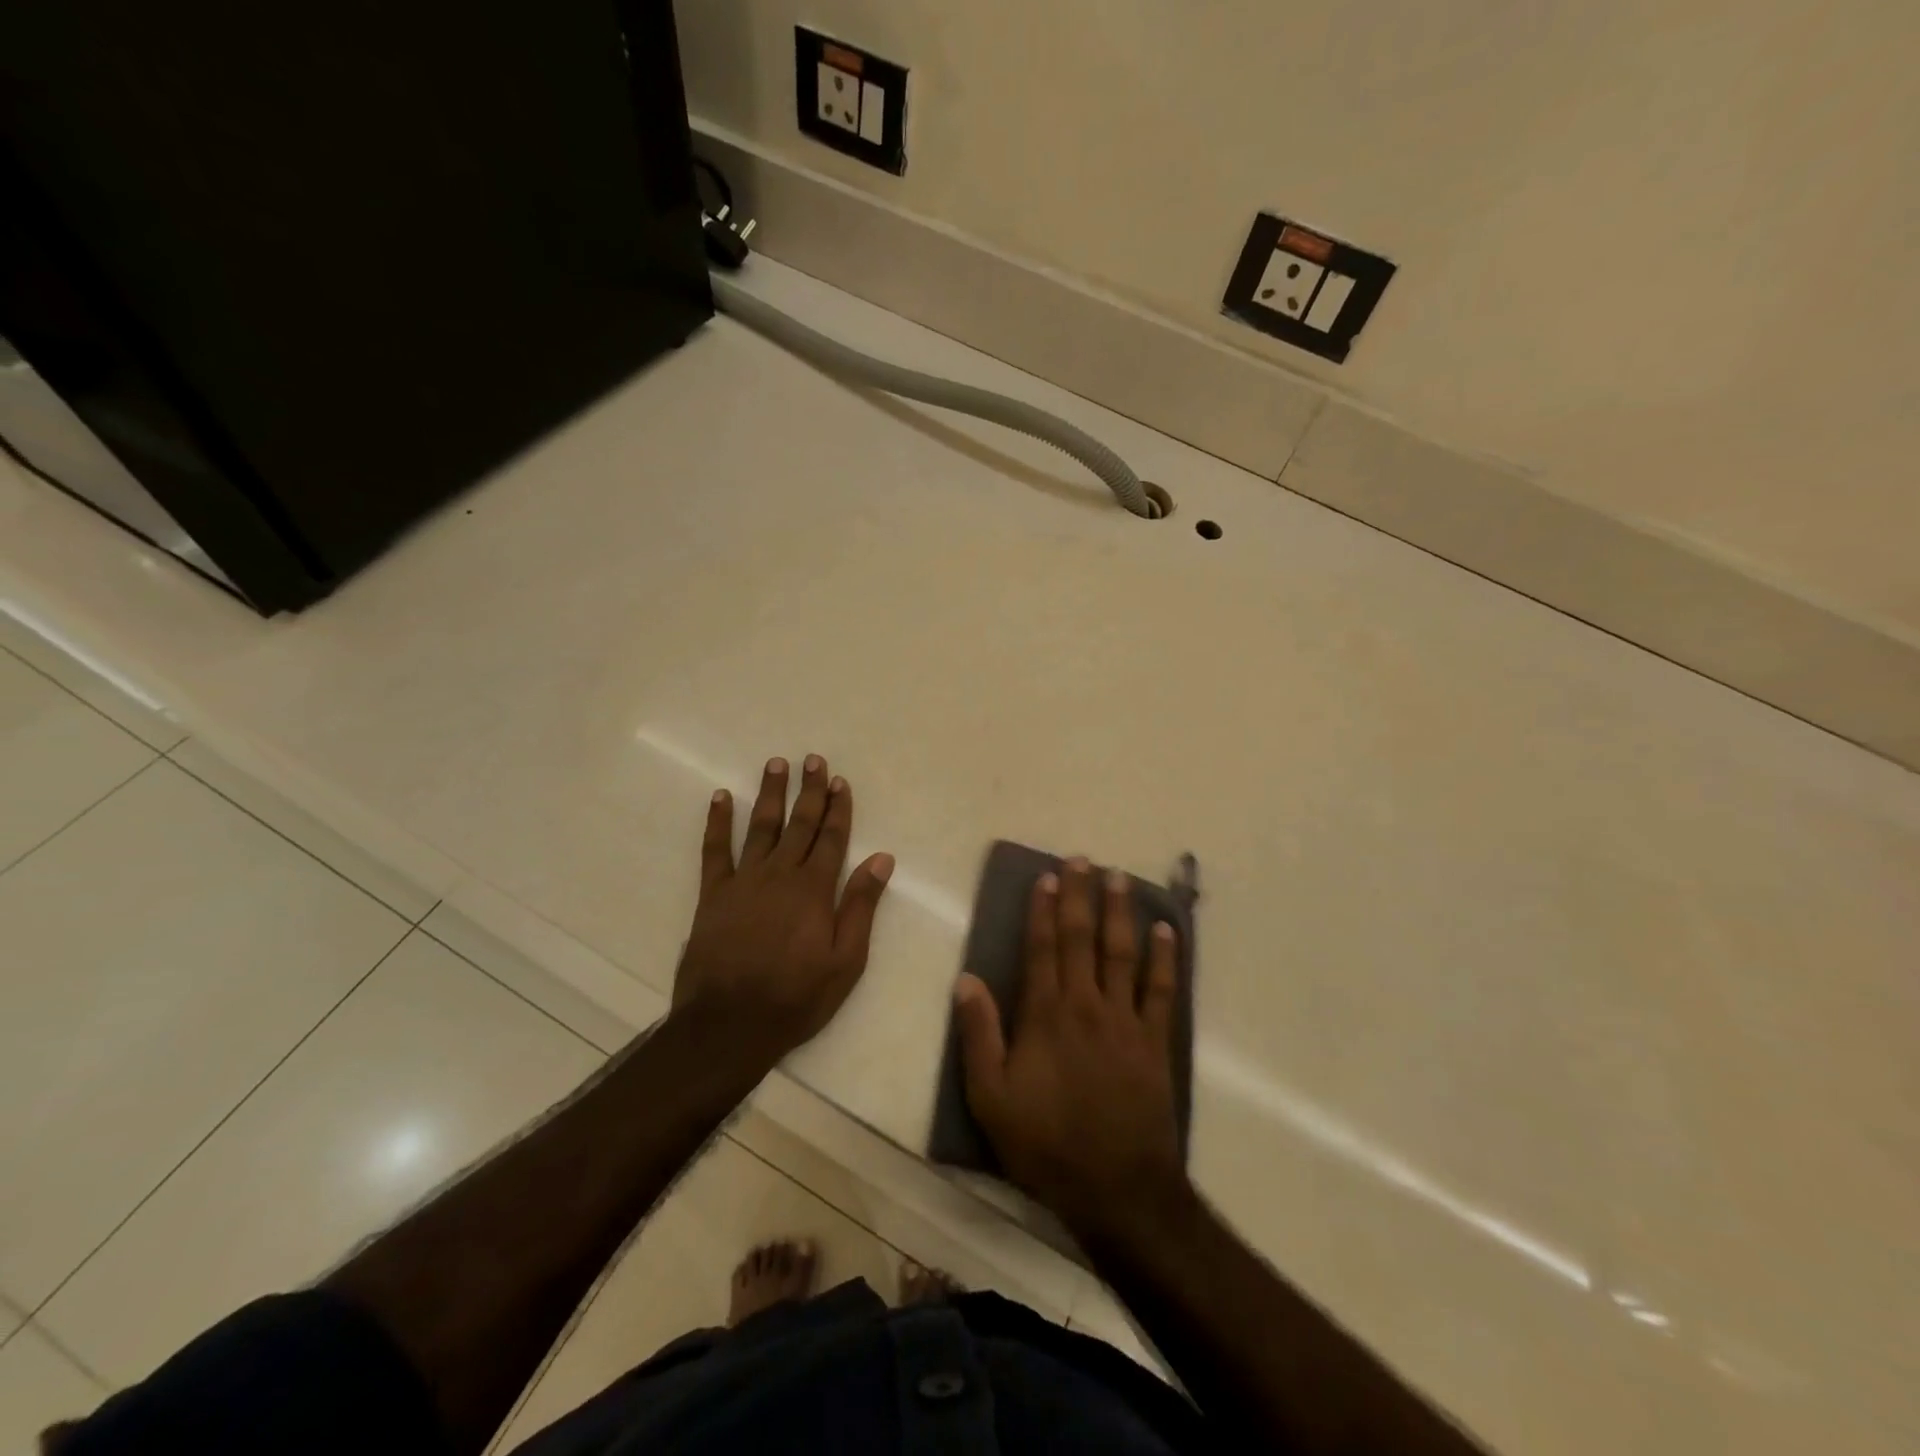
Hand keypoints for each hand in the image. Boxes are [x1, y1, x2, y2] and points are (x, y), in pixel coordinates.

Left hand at [673, 755, 893, 1064]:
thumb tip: (882, 859)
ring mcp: (744, 881)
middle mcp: (780, 874)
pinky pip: (715, 850)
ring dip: (770, 794)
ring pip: (761, 827)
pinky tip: (720, 798)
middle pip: (800, 824)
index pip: (832, 838)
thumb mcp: (846, 960)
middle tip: (813, 760)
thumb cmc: (796, 997)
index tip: (840, 781)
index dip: (838, 808)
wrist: (729, 1024)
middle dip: (809, 791)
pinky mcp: (713, 894)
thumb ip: (861, 906)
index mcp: (814, 890)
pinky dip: (717, 822)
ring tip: (776, 763)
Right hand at [954, 858, 1187, 1244]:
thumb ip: (979, 1034)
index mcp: (1046, 1014)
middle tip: (1081, 859)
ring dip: (1120, 912)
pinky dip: (1165, 957)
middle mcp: (1086, 1004)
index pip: (1043, 948)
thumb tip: (967, 979)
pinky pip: (1163, 989)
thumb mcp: (991, 1097)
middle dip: (1080, 895)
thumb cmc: (1046, 1143)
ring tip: (1119, 877)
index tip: (1045, 877)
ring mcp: (1126, 1020)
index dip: (1043, 909)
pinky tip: (1166, 930)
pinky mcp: (1156, 1041)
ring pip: (1122, 953)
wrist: (1117, 1188)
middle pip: (1083, 938)